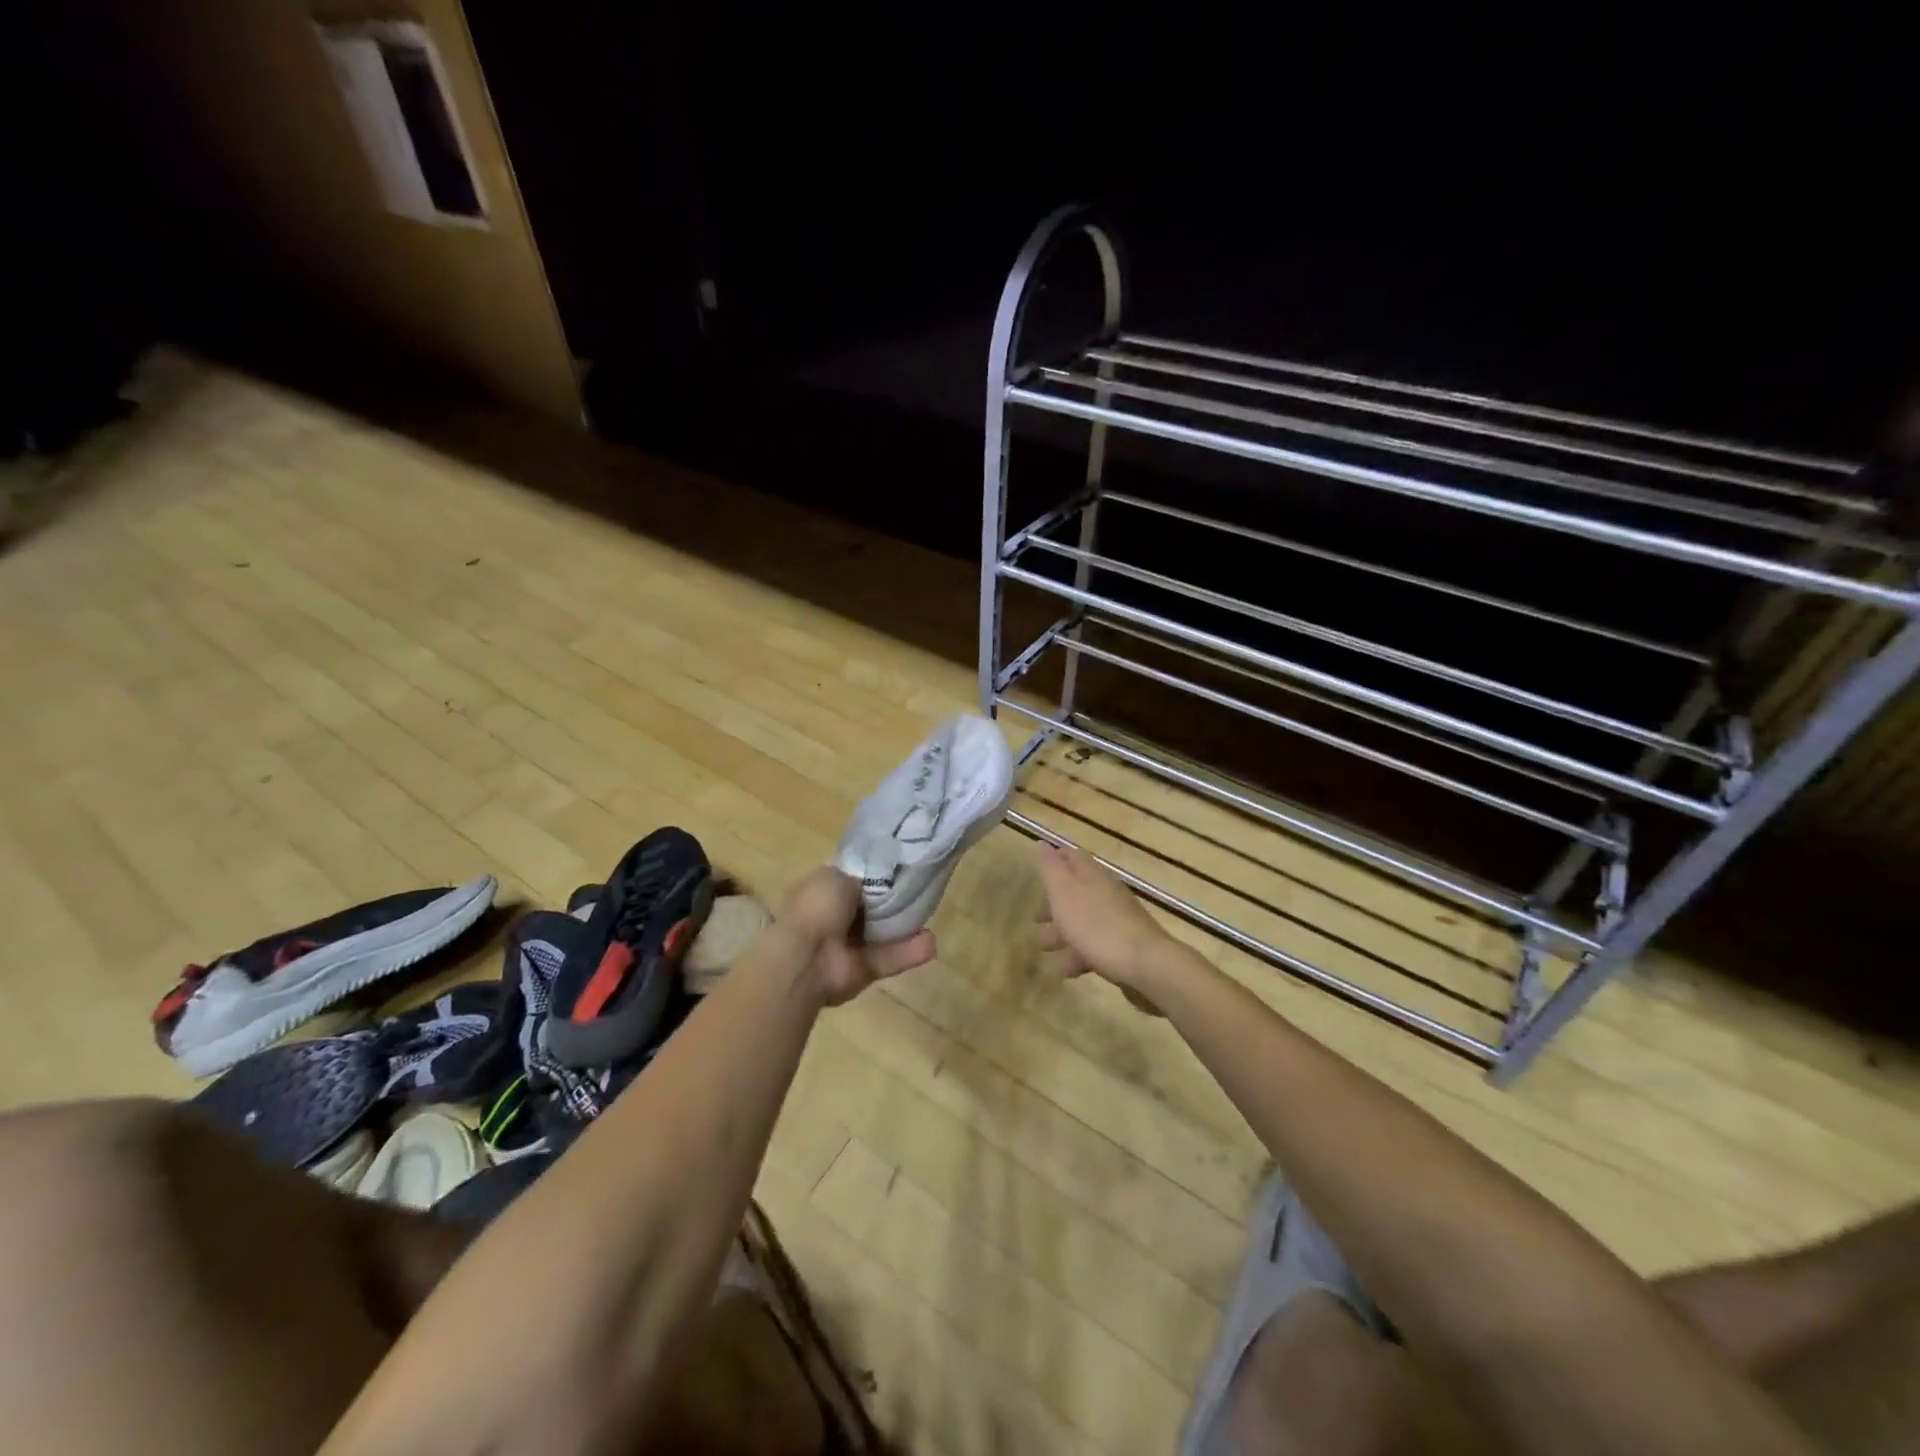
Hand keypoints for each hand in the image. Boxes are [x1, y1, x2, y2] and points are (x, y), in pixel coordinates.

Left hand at [776, 867, 936, 1006]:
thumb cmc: (817, 908)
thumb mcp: (837, 876)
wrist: (806, 959)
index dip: (873, 874)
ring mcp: (848, 946)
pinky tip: (931, 943)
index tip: (898, 866)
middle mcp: (833, 918)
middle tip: (921, 888)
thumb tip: (873, 877)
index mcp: (821, 892)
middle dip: (892, 900)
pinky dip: (909, 952)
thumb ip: (860, 876)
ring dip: (905, 927)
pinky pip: (889, 958)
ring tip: (931, 914)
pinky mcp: (863, 970)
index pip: (851, 880)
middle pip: (870, 907)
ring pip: (883, 934)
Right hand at [1034, 843, 1173, 994]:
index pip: (1073, 857)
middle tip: (1036, 918)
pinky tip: (1067, 970)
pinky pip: (1096, 944)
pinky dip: (1079, 954)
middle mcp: (1107, 892)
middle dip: (1054, 904)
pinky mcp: (1125, 945)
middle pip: (1077, 891)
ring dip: (1063, 932)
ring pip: (1084, 920)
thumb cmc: (1097, 925)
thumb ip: (1051, 869)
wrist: (1146, 964)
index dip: (1055, 860)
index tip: (1039, 868)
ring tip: (1045, 948)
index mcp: (1092, 875)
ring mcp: (1118, 919)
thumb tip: (1043, 843)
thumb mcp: (1065, 893)